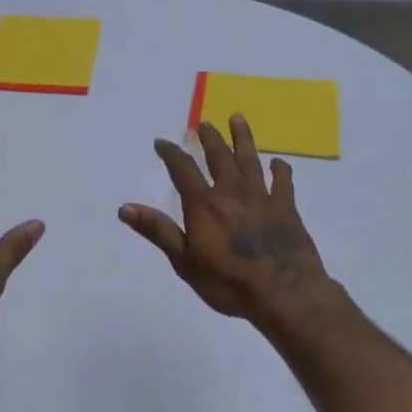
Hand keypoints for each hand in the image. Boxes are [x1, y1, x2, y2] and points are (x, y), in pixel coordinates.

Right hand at [120, 116, 331, 326]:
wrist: (283, 293)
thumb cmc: (228, 282)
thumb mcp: (184, 261)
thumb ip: (158, 231)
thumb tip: (125, 207)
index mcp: (204, 204)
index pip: (183, 170)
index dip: (171, 153)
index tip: (162, 142)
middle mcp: (232, 193)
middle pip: (220, 157)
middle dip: (210, 138)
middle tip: (204, 123)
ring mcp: (262, 198)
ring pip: (250, 160)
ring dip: (243, 138)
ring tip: (238, 119)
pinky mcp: (287, 208)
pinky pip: (283, 182)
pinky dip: (280, 170)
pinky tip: (278, 163)